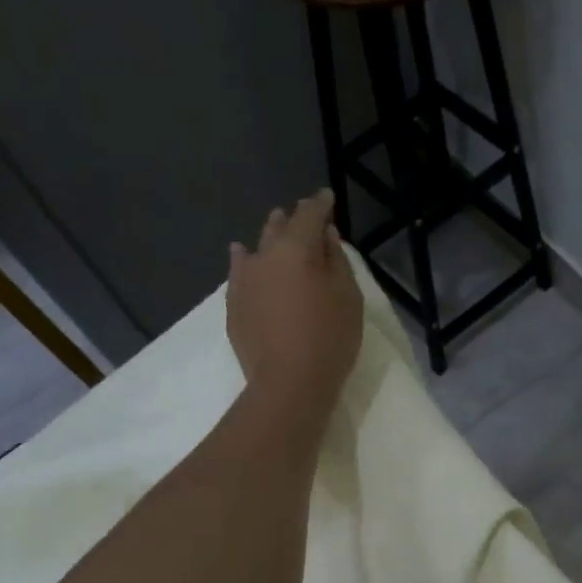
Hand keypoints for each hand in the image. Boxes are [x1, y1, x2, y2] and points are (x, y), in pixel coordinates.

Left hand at [227, 191, 363, 428]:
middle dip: (293, 219)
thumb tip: (325, 236)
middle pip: (279, 227)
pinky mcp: (233, 305)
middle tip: (304, 216)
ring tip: (275, 229)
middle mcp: (264, 255)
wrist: (288, 384)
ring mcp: (244, 280)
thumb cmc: (329, 338)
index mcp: (296, 248)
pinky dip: (245, 260)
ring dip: (269, 237)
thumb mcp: (347, 296)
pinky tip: (242, 256)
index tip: (327, 198)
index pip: (309, 214)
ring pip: (256, 248)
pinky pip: (239, 272)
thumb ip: (336, 260)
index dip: (320, 204)